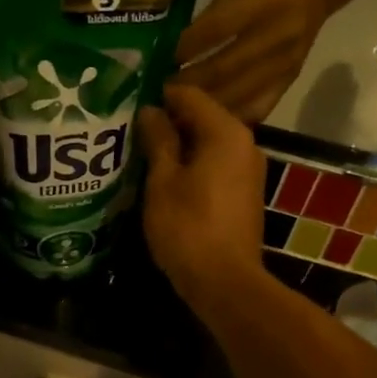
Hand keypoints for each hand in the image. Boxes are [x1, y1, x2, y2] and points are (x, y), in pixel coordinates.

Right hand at [138, 85, 266, 309]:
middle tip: (129, 130)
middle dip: (166, 122)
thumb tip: (151, 111)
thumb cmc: (188, 227)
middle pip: (201, 118)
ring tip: (141, 154)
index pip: (189, 95)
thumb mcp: (163, 181)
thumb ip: (158, 140)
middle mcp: (244, 144)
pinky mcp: (244, 194)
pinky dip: (191, 166)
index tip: (128, 104)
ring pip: (208, 144)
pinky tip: (164, 178)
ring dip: (177, 146)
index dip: (158, 96)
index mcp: (225, 133)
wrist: (224, 282)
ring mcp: (248, 170)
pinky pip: (215, 165)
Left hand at [174, 0, 342, 123]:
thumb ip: (212, 13)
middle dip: (190, 83)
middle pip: (225, 67)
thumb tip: (179, 50)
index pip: (219, 28)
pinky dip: (229, 116)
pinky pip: (256, 108)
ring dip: (204, 105)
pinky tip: (207, 119)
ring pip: (238, 94)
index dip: (189, 46)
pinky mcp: (289, 81)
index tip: (165, 59)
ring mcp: (286, 63)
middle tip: (164, 91)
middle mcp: (279, 34)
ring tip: (178, 109)